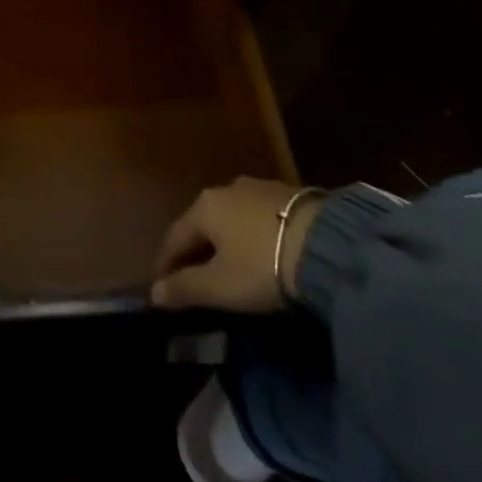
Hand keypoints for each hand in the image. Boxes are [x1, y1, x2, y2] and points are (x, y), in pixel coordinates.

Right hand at [151, 177, 319, 311]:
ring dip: (226, 241)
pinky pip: (258, 218)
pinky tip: (262, 252)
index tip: (162, 287)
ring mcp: (259, 188)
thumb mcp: (220, 286)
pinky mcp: (290, 195)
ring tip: (231, 266)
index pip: (174, 237)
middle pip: (202, 224)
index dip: (166, 264)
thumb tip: (153, 293)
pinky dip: (252, 236)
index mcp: (204, 207)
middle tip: (196, 279)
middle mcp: (226, 189)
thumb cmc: (263, 266)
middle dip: (196, 251)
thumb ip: (184, 289)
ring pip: (231, 218)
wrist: (328, 245)